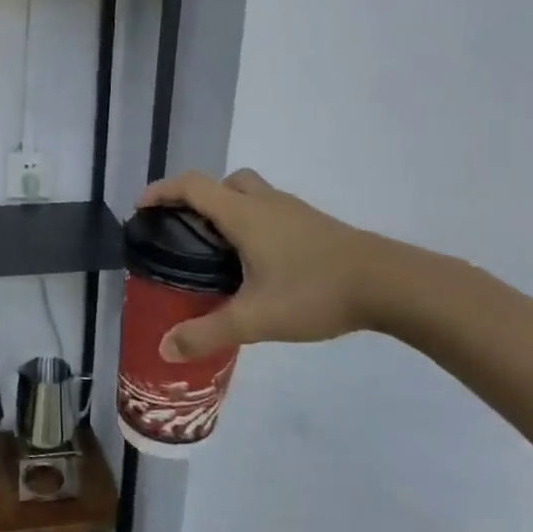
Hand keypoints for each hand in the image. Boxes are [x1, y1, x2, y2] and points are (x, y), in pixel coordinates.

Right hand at [137, 170, 392, 360]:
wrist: (391, 284)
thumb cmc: (316, 292)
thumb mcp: (255, 318)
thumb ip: (207, 333)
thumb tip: (164, 348)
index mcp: (244, 214)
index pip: (192, 186)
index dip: (162, 191)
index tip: (141, 207)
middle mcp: (266, 203)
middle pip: (222, 183)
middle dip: (197, 198)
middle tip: (185, 230)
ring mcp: (294, 211)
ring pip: (250, 194)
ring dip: (227, 209)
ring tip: (219, 250)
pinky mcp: (315, 224)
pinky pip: (270, 210)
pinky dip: (252, 222)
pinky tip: (259, 262)